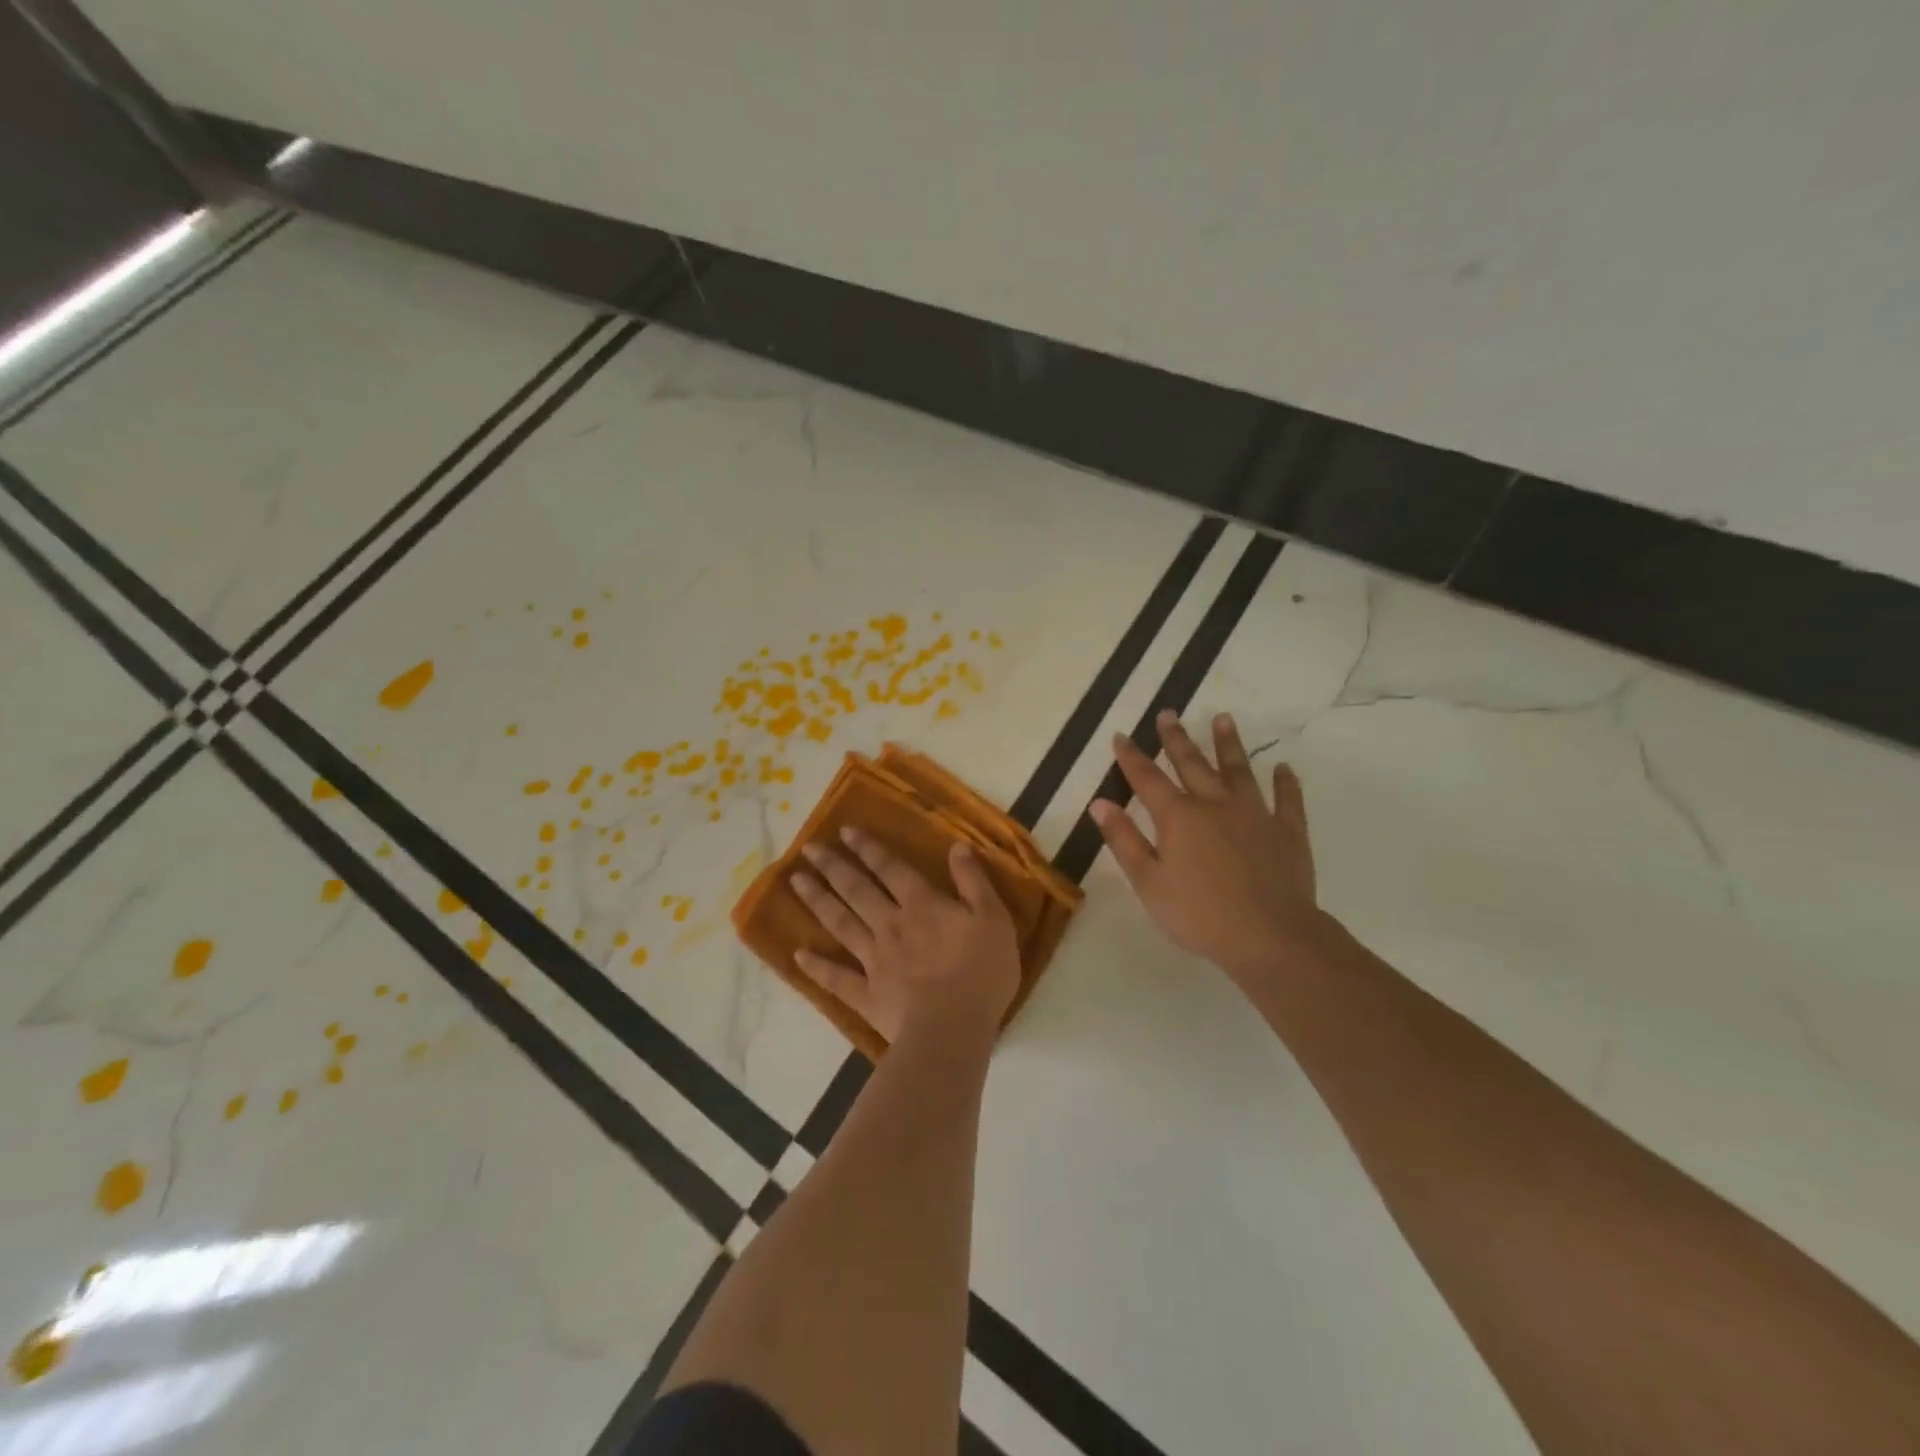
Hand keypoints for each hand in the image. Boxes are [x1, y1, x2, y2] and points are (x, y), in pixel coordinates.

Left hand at [789, 827, 1021, 1045]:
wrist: (953, 1027)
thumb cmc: (981, 971)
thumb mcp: (993, 918)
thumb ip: (973, 881)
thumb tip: (957, 846)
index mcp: (921, 905)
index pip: (890, 869)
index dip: (868, 848)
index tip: (844, 831)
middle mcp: (890, 924)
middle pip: (857, 890)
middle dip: (833, 866)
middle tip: (809, 849)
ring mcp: (874, 960)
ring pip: (840, 923)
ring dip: (818, 901)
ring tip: (796, 881)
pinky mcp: (867, 995)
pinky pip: (836, 978)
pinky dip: (817, 966)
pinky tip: (798, 954)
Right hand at [1090, 709, 1323, 985]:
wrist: (1271, 936)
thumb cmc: (1200, 914)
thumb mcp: (1149, 882)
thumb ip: (1124, 840)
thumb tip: (1099, 803)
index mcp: (1178, 817)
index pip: (1147, 778)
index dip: (1131, 756)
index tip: (1121, 735)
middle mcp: (1215, 804)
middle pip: (1192, 763)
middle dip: (1176, 738)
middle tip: (1168, 713)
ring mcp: (1255, 814)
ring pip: (1239, 770)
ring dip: (1228, 744)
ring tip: (1222, 719)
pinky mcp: (1288, 831)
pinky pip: (1287, 800)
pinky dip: (1286, 783)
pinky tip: (1284, 768)